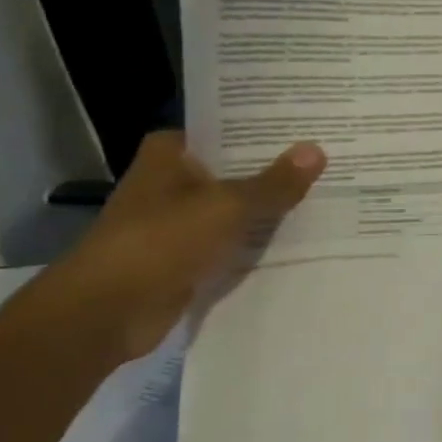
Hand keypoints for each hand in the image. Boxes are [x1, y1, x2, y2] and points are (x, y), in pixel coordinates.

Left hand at [40, 130, 325, 361]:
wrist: (110, 311)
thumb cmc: (161, 242)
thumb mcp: (227, 207)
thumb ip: (274, 183)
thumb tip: (317, 150)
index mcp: (170, 156)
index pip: (224, 132)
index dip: (264, 132)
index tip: (309, 131)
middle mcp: (172, 183)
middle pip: (235, 172)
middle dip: (277, 173)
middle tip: (332, 164)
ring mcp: (180, 224)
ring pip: (237, 211)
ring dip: (271, 212)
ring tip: (329, 200)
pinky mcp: (189, 260)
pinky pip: (234, 246)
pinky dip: (260, 246)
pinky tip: (303, 243)